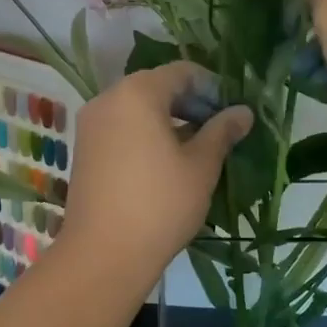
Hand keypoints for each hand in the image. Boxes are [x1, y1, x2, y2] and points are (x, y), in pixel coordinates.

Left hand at [62, 63, 251, 281]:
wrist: (103, 254)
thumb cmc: (160, 204)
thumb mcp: (201, 166)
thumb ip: (222, 131)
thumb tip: (243, 111)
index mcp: (137, 93)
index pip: (181, 72)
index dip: (211, 87)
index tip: (232, 111)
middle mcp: (108, 99)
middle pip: (156, 86)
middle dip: (190, 103)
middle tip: (219, 129)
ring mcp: (90, 125)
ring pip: (137, 108)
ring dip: (168, 119)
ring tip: (197, 147)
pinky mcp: (84, 149)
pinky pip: (120, 127)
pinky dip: (145, 133)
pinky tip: (166, 161)